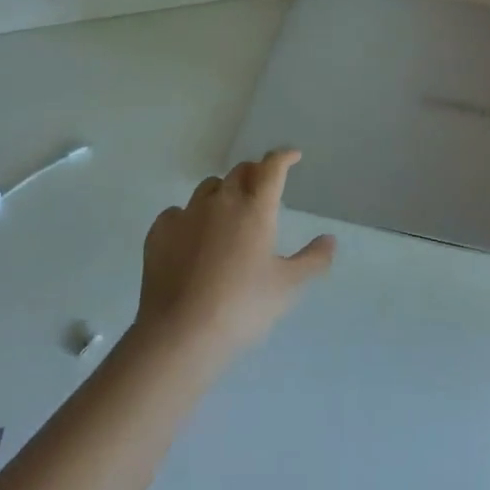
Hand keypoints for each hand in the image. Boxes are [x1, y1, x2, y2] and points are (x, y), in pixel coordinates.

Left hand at [135, 150, 335, 358]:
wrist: (181, 333)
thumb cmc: (242, 307)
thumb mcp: (288, 287)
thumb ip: (313, 260)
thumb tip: (330, 239)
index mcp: (255, 209)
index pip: (272, 168)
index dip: (283, 157)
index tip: (292, 156)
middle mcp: (221, 202)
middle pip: (239, 172)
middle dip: (254, 173)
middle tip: (262, 187)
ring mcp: (186, 215)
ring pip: (208, 187)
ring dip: (222, 191)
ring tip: (227, 211)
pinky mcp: (159, 233)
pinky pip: (177, 212)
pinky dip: (189, 217)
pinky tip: (191, 236)